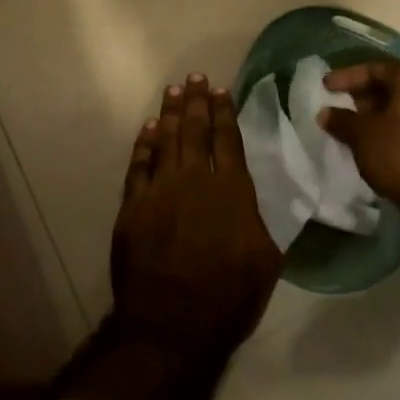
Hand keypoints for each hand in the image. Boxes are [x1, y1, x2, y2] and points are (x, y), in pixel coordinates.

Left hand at [108, 74, 282, 364]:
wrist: (172, 322)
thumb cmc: (228, 297)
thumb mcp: (266, 261)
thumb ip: (262, 224)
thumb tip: (258, 204)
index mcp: (232, 191)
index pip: (228, 140)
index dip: (224, 112)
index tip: (220, 90)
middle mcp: (195, 180)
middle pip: (194, 131)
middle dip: (195, 102)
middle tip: (194, 78)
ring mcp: (160, 190)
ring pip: (164, 141)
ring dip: (169, 114)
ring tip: (172, 91)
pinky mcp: (133, 206)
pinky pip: (138, 165)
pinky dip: (143, 144)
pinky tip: (147, 129)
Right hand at [316, 60, 399, 234]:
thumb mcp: (362, 136)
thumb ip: (341, 120)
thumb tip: (325, 113)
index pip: (377, 68)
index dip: (348, 75)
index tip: (326, 86)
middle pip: (394, 86)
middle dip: (364, 94)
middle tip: (341, 105)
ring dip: (379, 114)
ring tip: (355, 128)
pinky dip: (393, 129)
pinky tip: (377, 146)